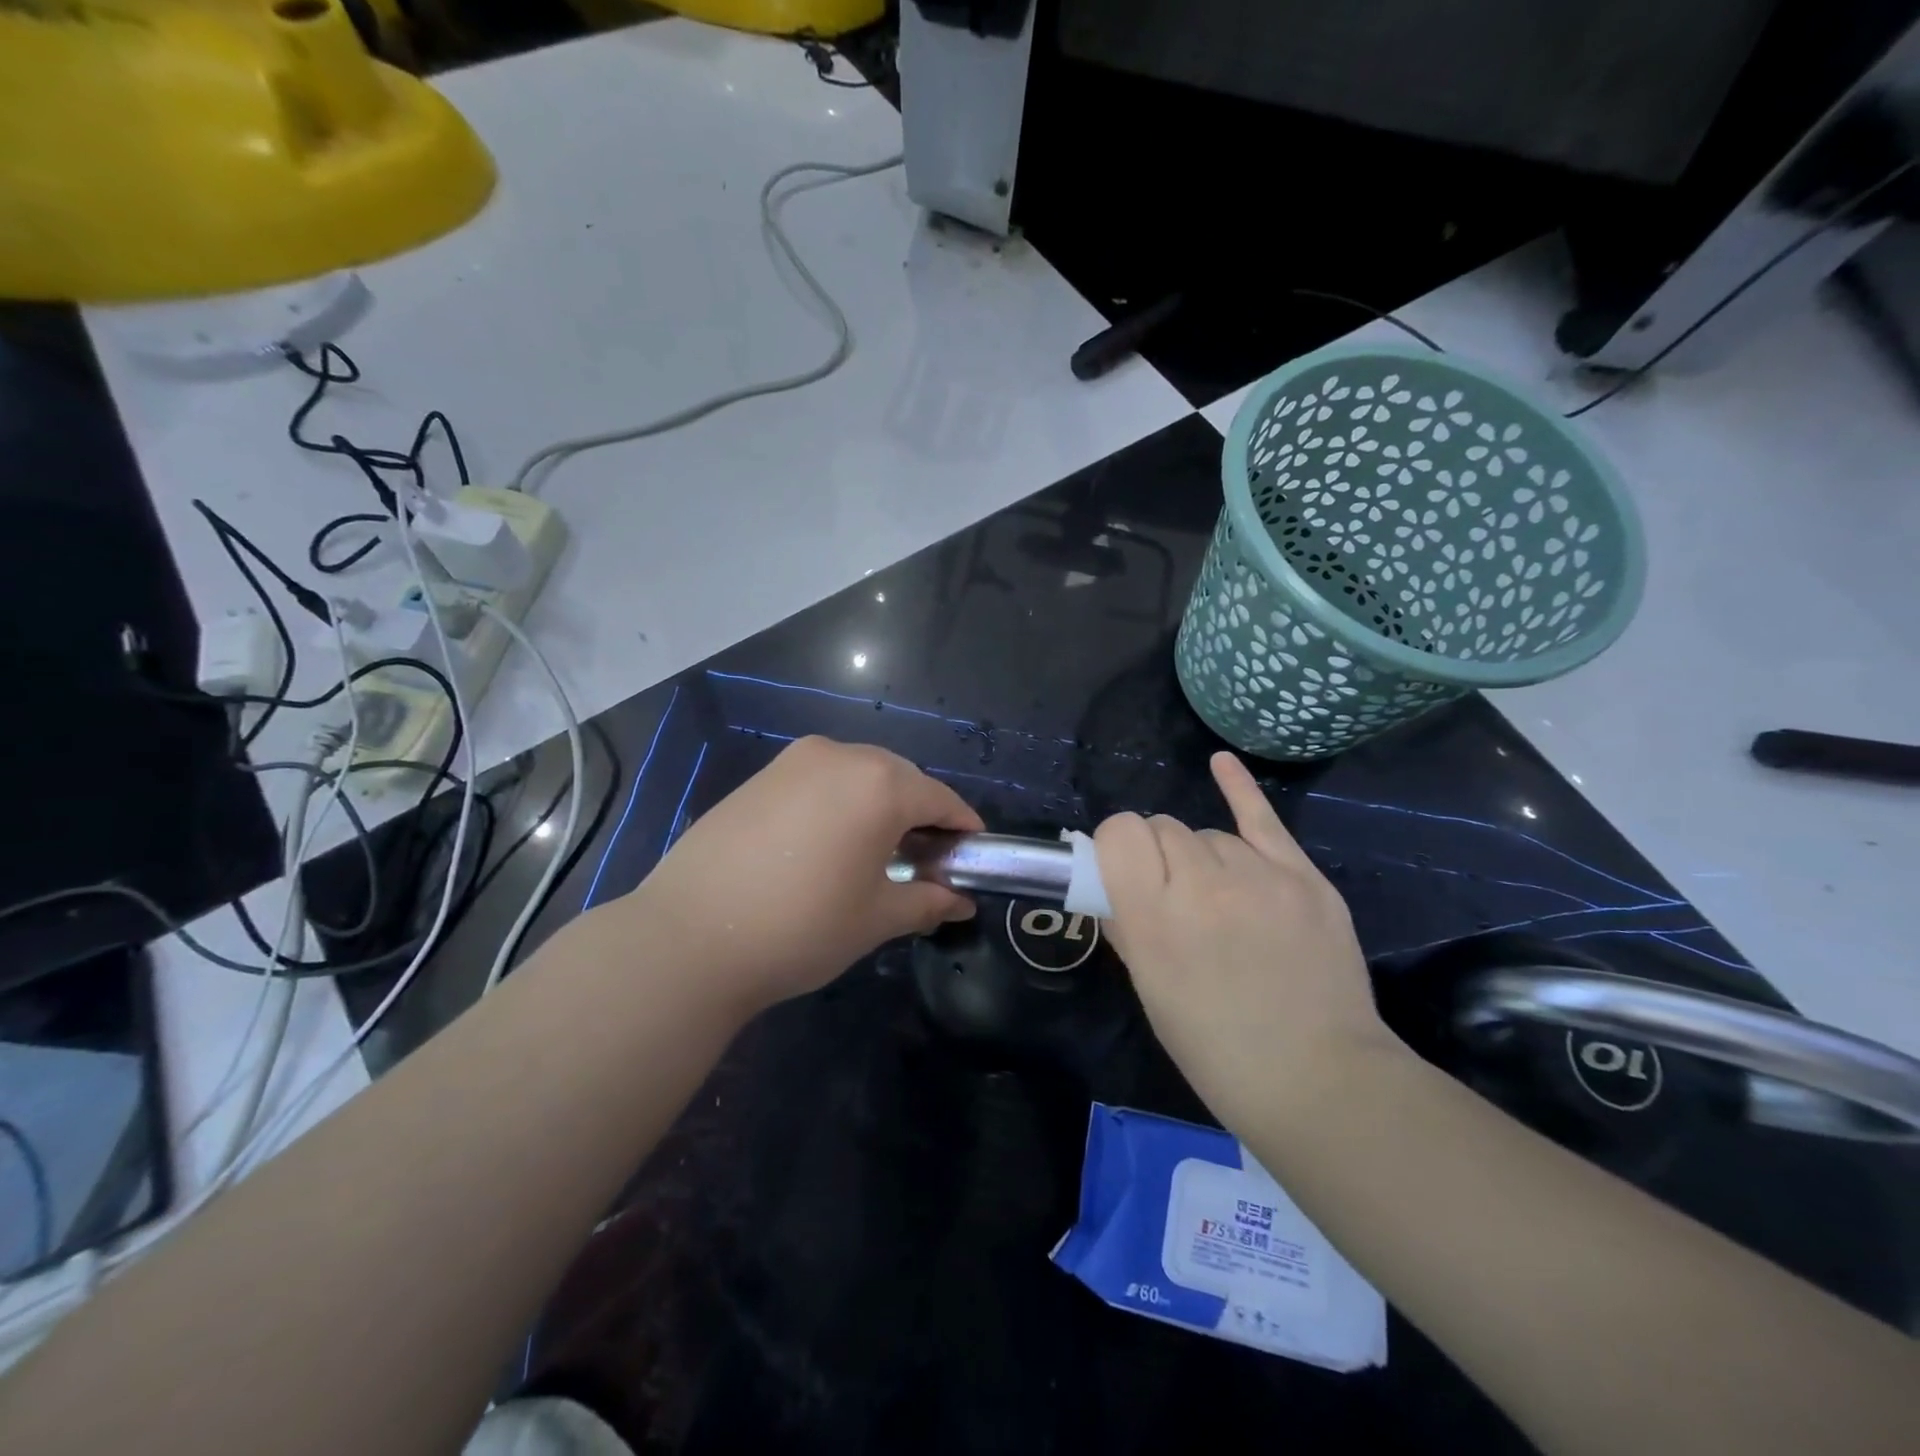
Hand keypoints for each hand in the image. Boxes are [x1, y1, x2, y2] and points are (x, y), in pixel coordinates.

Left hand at [610, 736, 982, 1016]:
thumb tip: (960, 901)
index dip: (962, 827)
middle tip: (923, 861)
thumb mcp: (876, 918)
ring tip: (874, 852)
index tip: (971, 854)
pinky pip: (819, 780)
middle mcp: (841, 756)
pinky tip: (827, 843)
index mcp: (880, 784)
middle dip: (920, 814)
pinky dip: (838, 803)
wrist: (690, 936)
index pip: (940, 798)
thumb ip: (927, 901)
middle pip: (900, 779)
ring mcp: (794, 761)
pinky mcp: (760, 775)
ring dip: (877, 805)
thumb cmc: (802, 926)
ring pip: (858, 775)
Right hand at [1095, 752, 1399, 1131]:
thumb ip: (1125, 925)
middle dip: (1159, 853)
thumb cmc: (1215, 1047)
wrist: (1318, 1078)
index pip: (1120, 834)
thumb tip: (1112, 885)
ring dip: (1201, 856)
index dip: (1116, 847)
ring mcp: (1260, 876)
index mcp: (1153, 917)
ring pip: (1209, 834)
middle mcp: (1202, 884)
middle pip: (1164, 828)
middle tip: (1172, 895)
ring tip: (1219, 900)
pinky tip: (1220, 764)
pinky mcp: (1305, 878)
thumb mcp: (1150, 990)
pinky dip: (1238, 789)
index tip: (1122, 870)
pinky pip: (1263, 819)